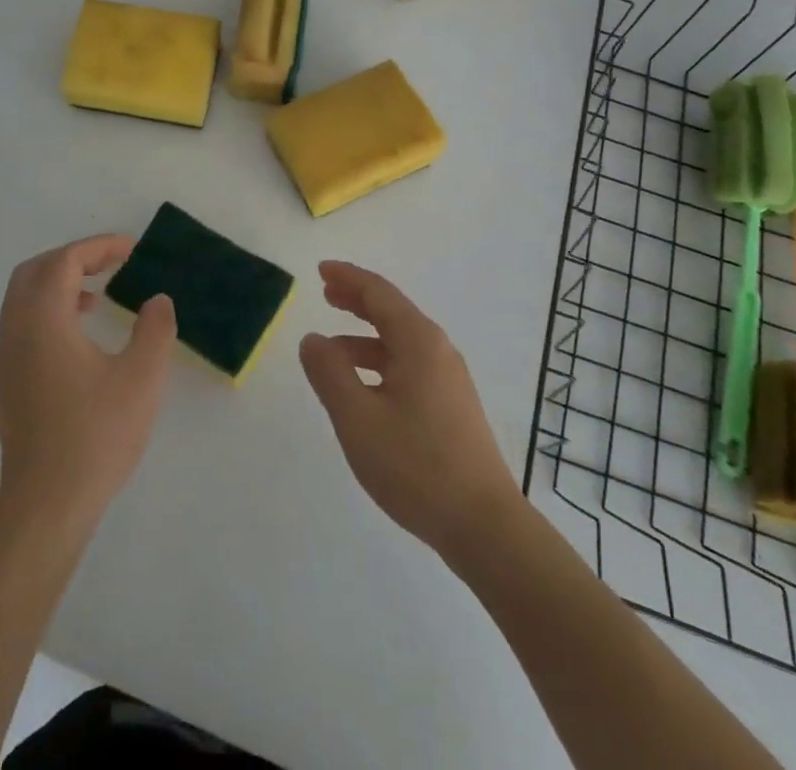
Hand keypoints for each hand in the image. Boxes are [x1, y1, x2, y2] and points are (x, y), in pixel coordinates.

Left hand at [0, 235, 176, 529]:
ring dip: (59, 283)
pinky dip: (49, 309)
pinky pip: (23, 322)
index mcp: (44, 319)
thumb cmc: (96, 434)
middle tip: (111, 265)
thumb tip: (157, 300)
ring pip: (25, 297)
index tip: (133, 251)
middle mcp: (17, 329)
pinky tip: (81, 336)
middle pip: (36, 270)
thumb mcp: (142, 377)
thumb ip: (155, 329)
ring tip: (98, 296)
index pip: (65, 261)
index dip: (100, 247)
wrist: (47, 504)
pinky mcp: (8, 380)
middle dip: (74, 258)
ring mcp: (7, 356)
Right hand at [300, 262, 521, 560]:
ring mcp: (449, 379)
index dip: (348, 278)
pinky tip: (363, 388)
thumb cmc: (416, 465)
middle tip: (326, 294)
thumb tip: (312, 339)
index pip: (379, 293)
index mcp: (418, 342)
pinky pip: (409, 366)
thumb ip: (330, 373)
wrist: (483, 525)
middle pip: (392, 312)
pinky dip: (380, 363)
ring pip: (400, 343)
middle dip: (357, 301)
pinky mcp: (452, 406)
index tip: (321, 270)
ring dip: (364, 337)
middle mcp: (438, 350)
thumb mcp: (358, 418)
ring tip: (331, 351)